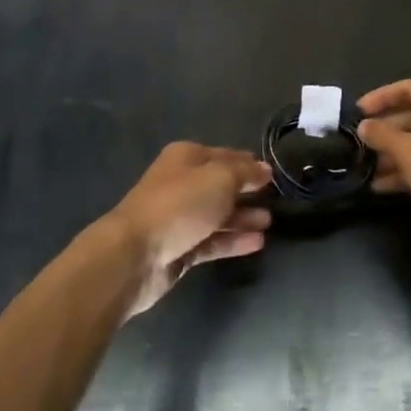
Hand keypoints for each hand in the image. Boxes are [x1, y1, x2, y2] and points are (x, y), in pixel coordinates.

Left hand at [105, 142, 272, 317]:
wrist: (134, 255)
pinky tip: (258, 242)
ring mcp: (180, 218)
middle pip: (220, 185)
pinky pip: (213, 241)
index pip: (225, 155)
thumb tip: (264, 169)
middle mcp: (182, 184)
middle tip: (275, 198)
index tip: (272, 174)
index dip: (248, 163)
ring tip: (269, 221)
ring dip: (243, 217)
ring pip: (218, 214)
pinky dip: (233, 240)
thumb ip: (244, 172)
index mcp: (186, 158)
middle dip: (246, 191)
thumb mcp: (219, 178)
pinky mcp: (180, 249)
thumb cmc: (179, 205)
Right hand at [356, 81, 410, 239]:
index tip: (357, 111)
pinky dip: (408, 170)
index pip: (409, 89)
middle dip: (386, 131)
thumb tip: (364, 126)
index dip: (380, 97)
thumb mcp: (409, 152)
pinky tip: (381, 186)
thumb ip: (383, 135)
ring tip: (365, 167)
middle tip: (359, 142)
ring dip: (393, 154)